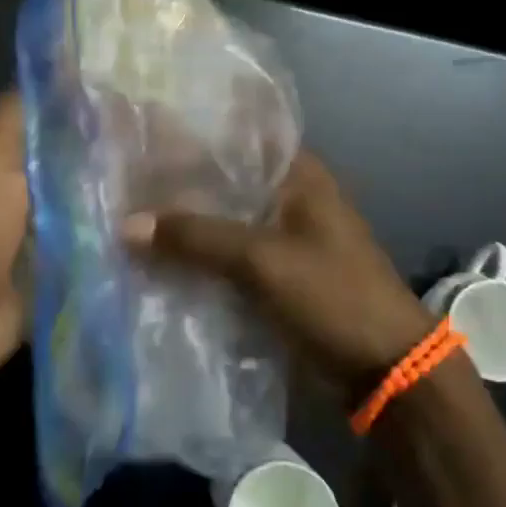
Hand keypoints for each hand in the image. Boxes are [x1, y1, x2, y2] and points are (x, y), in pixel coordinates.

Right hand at [125, 151, 432, 399]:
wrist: (385, 370)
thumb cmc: (333, 296)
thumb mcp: (261, 260)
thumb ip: (195, 237)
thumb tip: (125, 225)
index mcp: (297, 173)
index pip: (234, 138)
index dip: (188, 136)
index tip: (139, 137)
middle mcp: (287, 195)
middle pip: (222, 182)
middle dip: (177, 186)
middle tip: (120, 181)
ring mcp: (281, 236)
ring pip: (221, 221)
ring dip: (184, 224)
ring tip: (124, 215)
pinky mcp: (274, 273)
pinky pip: (225, 255)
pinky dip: (197, 256)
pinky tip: (154, 257)